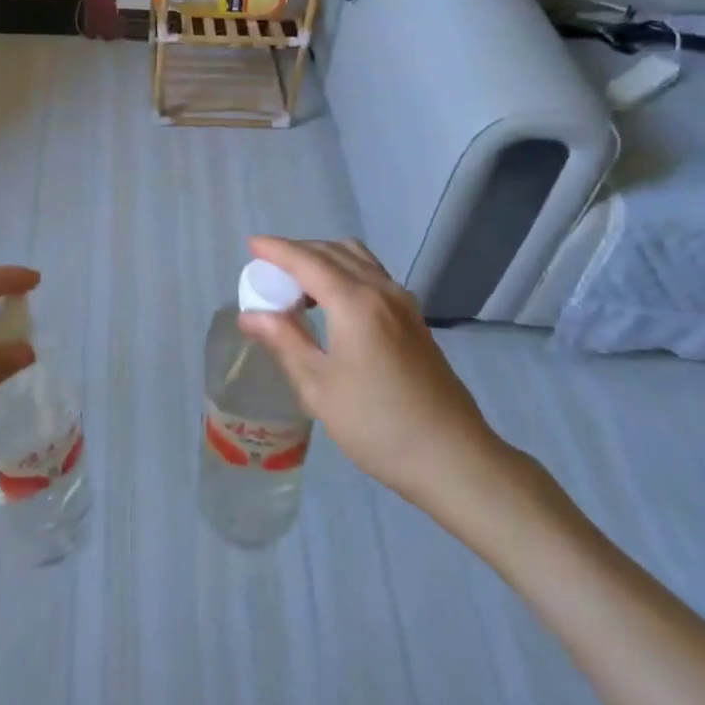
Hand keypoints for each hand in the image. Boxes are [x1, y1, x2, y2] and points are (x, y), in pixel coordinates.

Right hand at [239, 237, 526, 534]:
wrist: (454, 458)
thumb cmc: (378, 426)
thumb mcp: (318, 387)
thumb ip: (284, 341)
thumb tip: (250, 315)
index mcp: (355, 302)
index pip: (307, 261)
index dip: (277, 249)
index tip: (252, 245)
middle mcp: (381, 290)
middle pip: (333, 251)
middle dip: (298, 252)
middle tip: (268, 270)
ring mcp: (403, 303)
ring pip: (357, 259)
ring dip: (324, 259)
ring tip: (297, 284)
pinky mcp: (414, 319)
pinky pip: (373, 275)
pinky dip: (345, 272)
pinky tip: (332, 302)